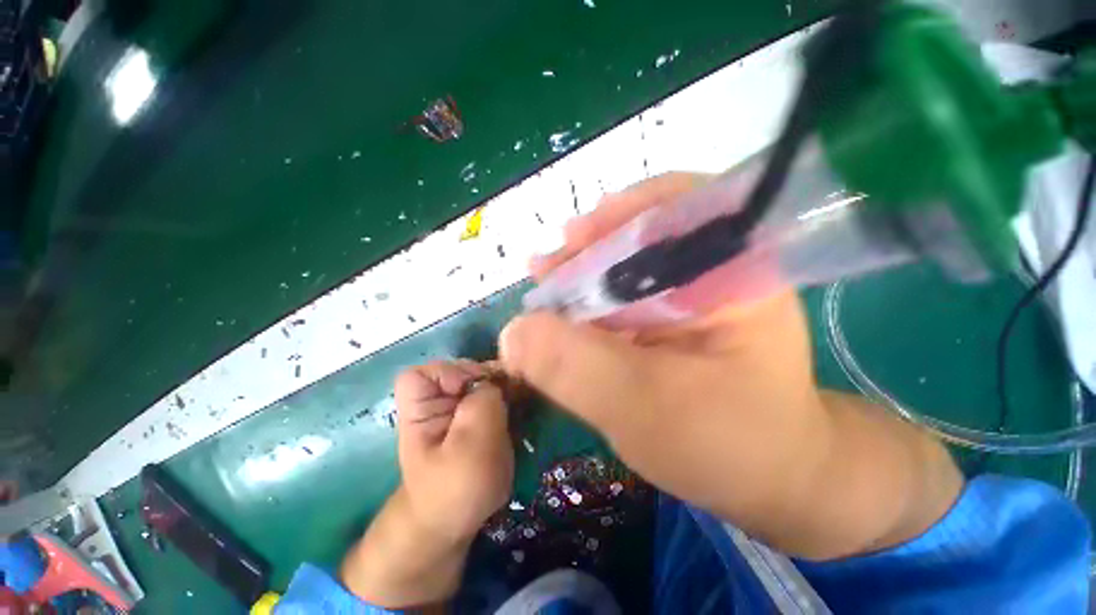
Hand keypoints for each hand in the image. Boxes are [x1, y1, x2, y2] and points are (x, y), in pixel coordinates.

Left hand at [341, 361, 512, 607]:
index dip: (450, 372)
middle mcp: (436, 402)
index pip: (423, 372)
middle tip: (508, 392)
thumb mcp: (470, 447)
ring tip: (517, 399)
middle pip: (459, 370)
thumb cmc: (456, 489)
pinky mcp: (474, 418)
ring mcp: (456, 409)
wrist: (457, 523)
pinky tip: (518, 407)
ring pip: (479, 380)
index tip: (476, 389)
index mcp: (420, 408)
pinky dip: (506, 396)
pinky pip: (491, 394)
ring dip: (500, 386)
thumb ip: (483, 404)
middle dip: (486, 377)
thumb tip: (495, 381)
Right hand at [501, 173, 962, 559]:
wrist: (764, 476)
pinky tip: (566, 311)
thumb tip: (513, 334)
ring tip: (546, 283)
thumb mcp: (644, 409)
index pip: (680, 207)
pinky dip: (589, 298)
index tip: (571, 239)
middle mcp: (717, 268)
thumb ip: (577, 368)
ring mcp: (693, 291)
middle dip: (588, 248)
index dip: (619, 216)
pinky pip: (623, 292)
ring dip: (582, 272)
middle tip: (545, 270)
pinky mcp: (673, 315)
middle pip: (643, 233)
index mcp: (736, 272)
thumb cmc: (725, 446)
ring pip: (627, 263)